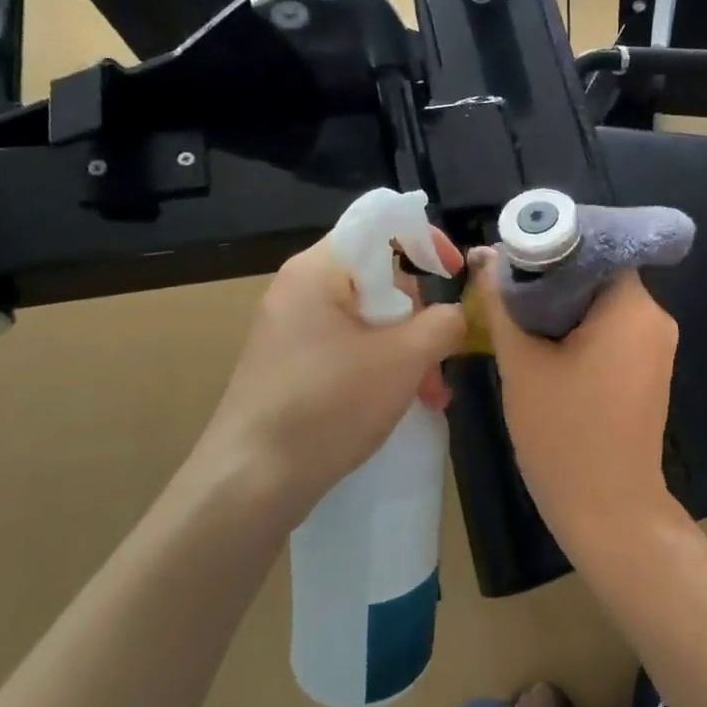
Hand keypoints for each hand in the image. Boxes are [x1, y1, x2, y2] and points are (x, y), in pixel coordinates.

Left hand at [184, 231, 466, 524]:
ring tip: (430, 395)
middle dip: (419, 317)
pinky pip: (349, 348)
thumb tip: (456, 315)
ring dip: (407, 351)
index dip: (424, 239)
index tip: (455, 274)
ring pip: (368, 320)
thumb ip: (443, 324)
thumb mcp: (403, 360)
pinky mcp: (291, 365)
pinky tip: (402, 403)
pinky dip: (381, 368)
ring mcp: (292, 330)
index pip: (378, 224)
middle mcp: (300, 289)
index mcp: (318, 270)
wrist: (250, 482)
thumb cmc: (329, 406)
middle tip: (439, 359)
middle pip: (378, 278)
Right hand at [473, 251, 678, 537]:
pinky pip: (611, 333)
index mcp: (633, 308)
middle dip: (550, 279)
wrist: (609, 511)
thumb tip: (485, 257)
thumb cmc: (565, 435)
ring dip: (560, 308)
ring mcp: (655, 348)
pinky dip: (577, 332)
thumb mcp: (522, 364)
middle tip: (503, 290)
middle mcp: (655, 319)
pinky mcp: (647, 372)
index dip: (550, 246)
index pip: (594, 247)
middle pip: (598, 276)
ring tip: (514, 318)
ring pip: (602, 306)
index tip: (510, 258)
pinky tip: (542, 347)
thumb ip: (502, 304)